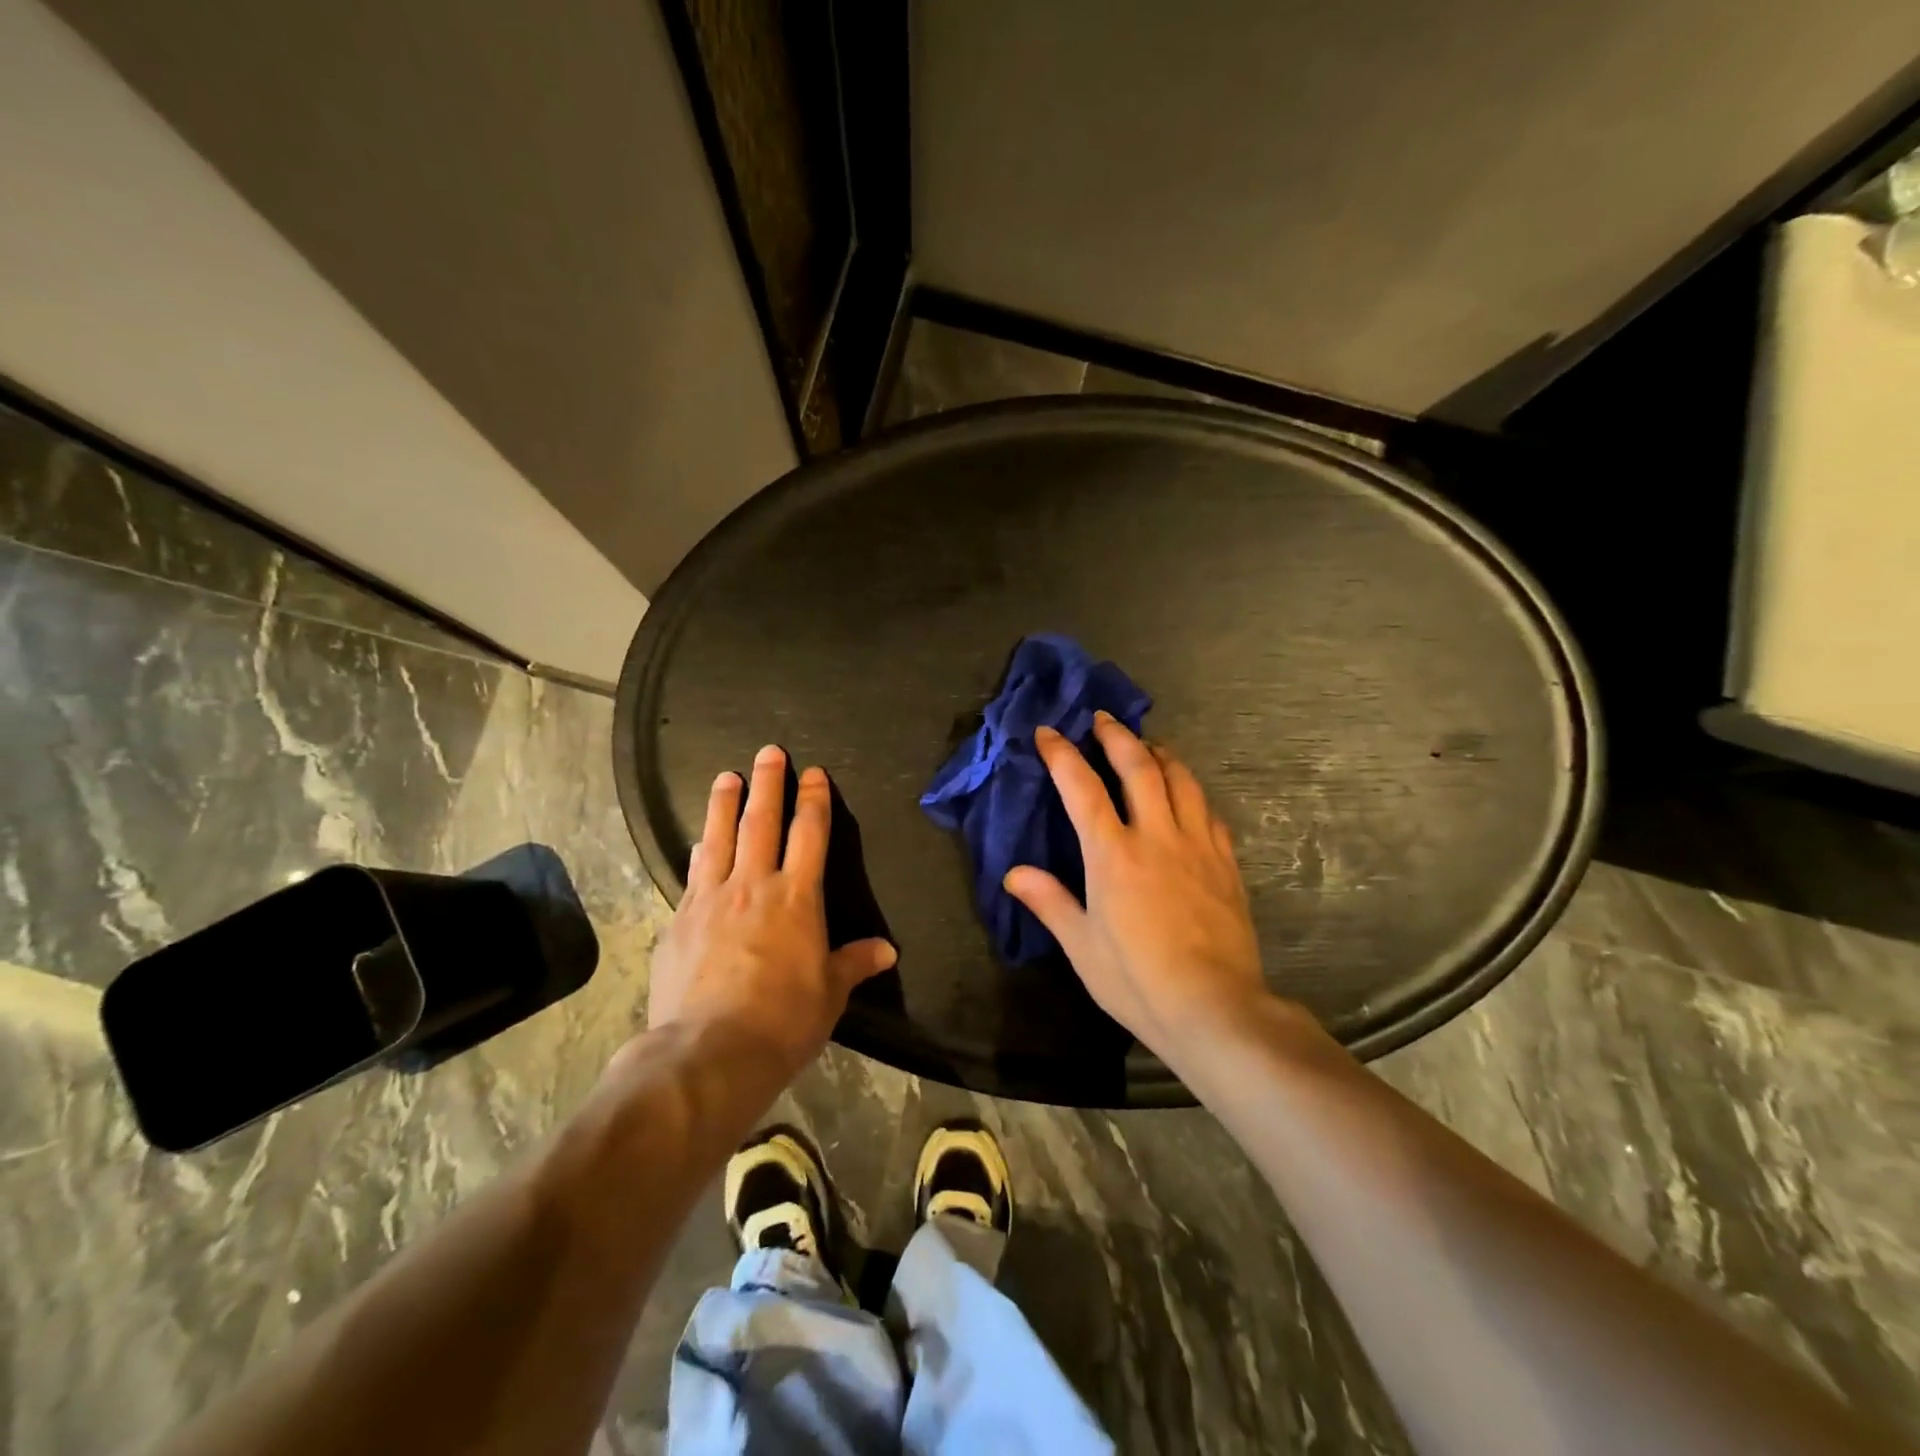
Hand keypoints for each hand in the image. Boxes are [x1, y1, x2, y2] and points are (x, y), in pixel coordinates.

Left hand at [646, 745, 896, 1077]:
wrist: (710, 1051)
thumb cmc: (784, 1020)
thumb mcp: (830, 993)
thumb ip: (854, 963)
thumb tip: (887, 950)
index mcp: (797, 897)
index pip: (810, 834)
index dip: (814, 799)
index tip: (813, 773)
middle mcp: (754, 885)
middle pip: (762, 821)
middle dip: (768, 783)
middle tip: (769, 752)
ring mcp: (711, 899)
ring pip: (719, 837)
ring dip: (724, 803)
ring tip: (726, 776)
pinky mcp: (679, 920)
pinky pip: (692, 873)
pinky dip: (699, 850)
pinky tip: (698, 841)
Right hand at [1004, 715, 1275, 1067]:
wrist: (1215, 1007)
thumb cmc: (1138, 980)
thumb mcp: (1082, 947)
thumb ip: (1049, 902)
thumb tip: (1013, 873)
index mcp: (1113, 855)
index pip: (1082, 788)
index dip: (1062, 755)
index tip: (1049, 732)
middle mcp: (1156, 836)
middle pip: (1138, 767)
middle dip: (1117, 736)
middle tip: (1102, 718)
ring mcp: (1197, 846)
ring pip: (1181, 780)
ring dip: (1160, 754)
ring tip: (1147, 745)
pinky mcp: (1225, 862)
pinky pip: (1208, 811)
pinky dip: (1192, 791)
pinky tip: (1187, 795)